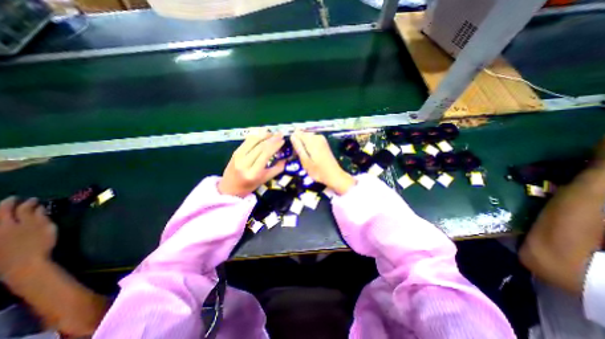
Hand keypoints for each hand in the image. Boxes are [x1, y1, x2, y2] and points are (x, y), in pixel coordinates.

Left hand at [1, 197, 56, 279]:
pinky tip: (6, 225)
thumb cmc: (37, 244)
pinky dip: (2, 224)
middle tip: (14, 200)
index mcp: (10, 223)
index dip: (24, 202)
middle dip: (6, 206)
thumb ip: (38, 216)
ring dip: (2, 215)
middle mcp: (0, 228)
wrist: (22, 265)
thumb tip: (37, 205)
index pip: (13, 208)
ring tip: (8, 211)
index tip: (33, 199)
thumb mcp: (43, 227)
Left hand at [219, 130, 285, 198]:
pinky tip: (263, 134)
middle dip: (272, 139)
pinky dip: (257, 136)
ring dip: (264, 135)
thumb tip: (286, 158)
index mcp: (253, 173)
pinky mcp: (235, 152)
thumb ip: (276, 169)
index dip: (275, 145)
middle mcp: (244, 163)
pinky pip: (247, 141)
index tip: (282, 140)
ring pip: (253, 141)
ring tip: (273, 133)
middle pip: (260, 146)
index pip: (265, 155)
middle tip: (280, 134)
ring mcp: (238, 156)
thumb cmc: (249, 186)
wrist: (229, 187)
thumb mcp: (265, 180)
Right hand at [291, 130, 354, 194]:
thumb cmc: (318, 171)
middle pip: (303, 134)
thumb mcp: (305, 161)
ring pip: (307, 137)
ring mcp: (321, 139)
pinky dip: (309, 146)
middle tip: (300, 156)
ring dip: (304, 145)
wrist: (334, 175)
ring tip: (306, 157)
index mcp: (311, 140)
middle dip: (299, 143)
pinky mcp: (324, 142)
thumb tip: (292, 135)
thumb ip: (298, 147)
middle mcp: (317, 136)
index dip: (294, 141)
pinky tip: (311, 155)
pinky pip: (312, 140)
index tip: (294, 151)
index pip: (297, 133)